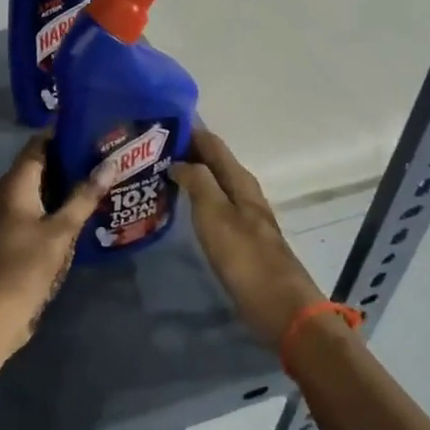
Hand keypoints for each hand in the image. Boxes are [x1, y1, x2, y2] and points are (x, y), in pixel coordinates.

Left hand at [0, 135, 111, 357]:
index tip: (90, 127)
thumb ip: (84, 196)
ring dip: (64, 184)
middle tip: (103, 153)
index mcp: (15, 184)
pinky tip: (81, 211)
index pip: (37, 145)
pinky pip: (36, 210)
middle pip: (38, 166)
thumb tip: (110, 163)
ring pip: (38, 190)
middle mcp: (7, 194)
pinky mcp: (12, 236)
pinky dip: (56, 205)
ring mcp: (7, 216)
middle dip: (67, 159)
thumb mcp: (62, 229)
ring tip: (99, 178)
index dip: (61, 134)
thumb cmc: (28, 264)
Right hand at [170, 127, 324, 346]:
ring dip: (189, 174)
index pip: (212, 143)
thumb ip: (198, 182)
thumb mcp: (216, 215)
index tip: (157, 122)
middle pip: (213, 161)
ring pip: (213, 183)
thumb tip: (179, 160)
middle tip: (148, 148)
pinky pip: (212, 204)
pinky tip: (178, 205)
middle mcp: (244, 192)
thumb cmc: (245, 258)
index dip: (188, 130)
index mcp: (240, 181)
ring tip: (157, 172)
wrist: (280, 308)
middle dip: (185, 151)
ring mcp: (243, 215)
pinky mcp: (239, 238)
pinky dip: (194, 197)